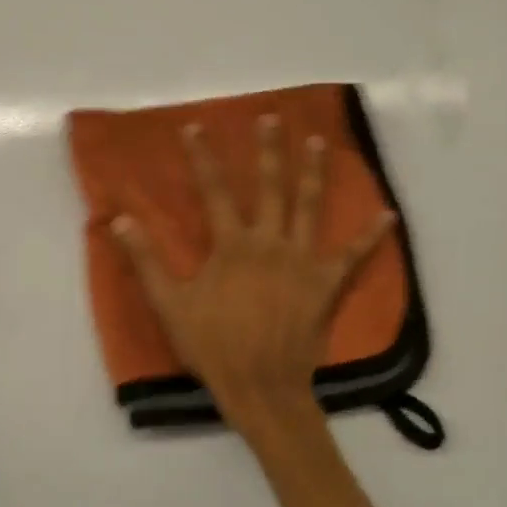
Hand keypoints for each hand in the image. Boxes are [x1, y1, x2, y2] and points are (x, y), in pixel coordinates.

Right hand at [111, 115, 392, 435]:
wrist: (263, 388)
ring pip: (310, 207)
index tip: (195, 127)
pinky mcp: (327, 284)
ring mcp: (303, 262)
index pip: (213, 190)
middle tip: (272, 118)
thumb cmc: (213, 346)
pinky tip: (388, 215)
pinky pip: (354, 256)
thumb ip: (146, 260)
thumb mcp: (170, 304)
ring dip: (314, 172)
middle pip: (270, 186)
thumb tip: (119, 220)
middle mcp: (270, 243)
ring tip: (318, 142)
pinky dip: (371, 236)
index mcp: (232, 245)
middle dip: (268, 150)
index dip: (202, 157)